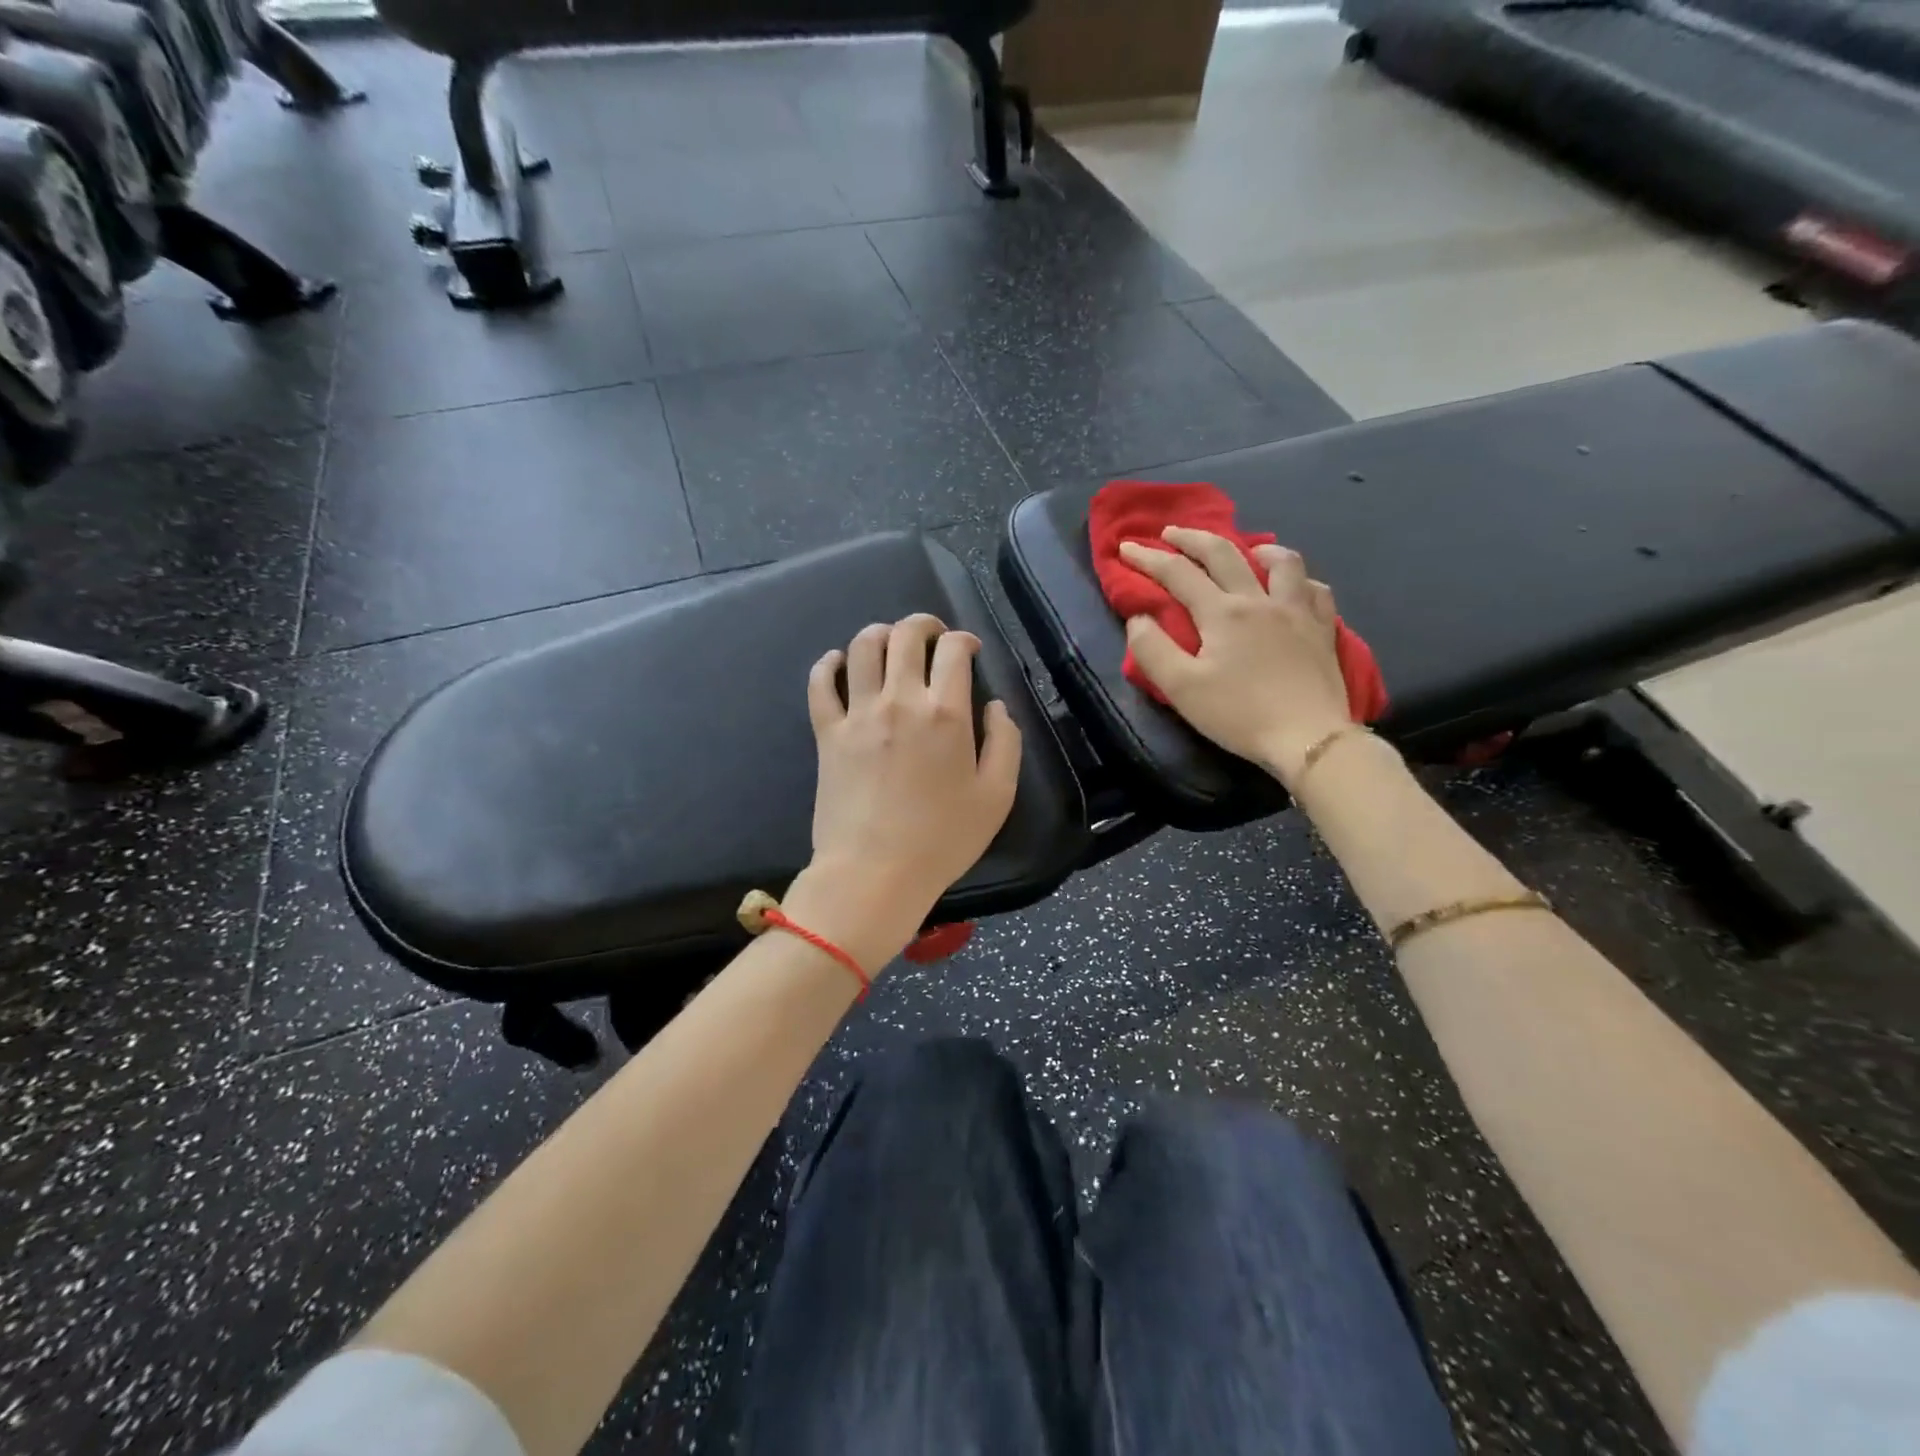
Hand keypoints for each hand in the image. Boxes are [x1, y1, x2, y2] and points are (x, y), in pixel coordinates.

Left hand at [785, 614, 1022, 970]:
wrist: (875, 872)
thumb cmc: (943, 839)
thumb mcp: (997, 796)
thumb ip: (1005, 743)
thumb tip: (995, 707)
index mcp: (945, 713)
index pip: (953, 650)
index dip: (965, 640)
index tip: (970, 651)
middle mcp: (900, 700)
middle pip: (906, 635)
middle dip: (924, 625)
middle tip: (933, 638)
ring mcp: (858, 714)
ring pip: (862, 647)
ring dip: (880, 634)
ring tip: (891, 645)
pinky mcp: (827, 733)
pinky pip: (820, 683)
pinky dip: (829, 664)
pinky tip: (839, 663)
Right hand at [1120, 527, 1352, 789]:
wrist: (1308, 738)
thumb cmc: (1239, 714)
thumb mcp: (1182, 688)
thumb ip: (1152, 649)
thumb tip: (1139, 619)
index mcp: (1222, 613)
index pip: (1178, 574)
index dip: (1148, 558)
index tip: (1126, 547)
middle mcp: (1259, 600)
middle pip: (1224, 554)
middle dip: (1192, 538)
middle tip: (1171, 532)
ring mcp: (1297, 611)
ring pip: (1281, 561)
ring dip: (1256, 548)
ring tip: (1245, 549)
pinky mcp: (1323, 630)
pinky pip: (1315, 590)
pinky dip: (1298, 580)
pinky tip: (1292, 587)